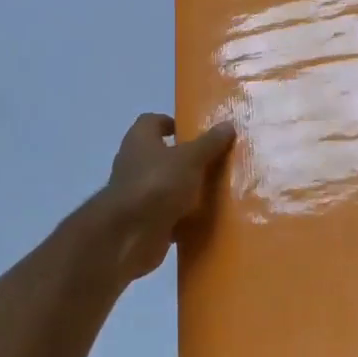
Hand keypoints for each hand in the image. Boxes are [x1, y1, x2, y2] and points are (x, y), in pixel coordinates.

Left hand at [100, 113, 235, 279]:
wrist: (129, 235)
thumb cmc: (158, 184)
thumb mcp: (190, 158)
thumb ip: (209, 143)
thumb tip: (228, 124)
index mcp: (140, 140)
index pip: (152, 121)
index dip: (171, 123)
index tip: (195, 131)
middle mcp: (134, 163)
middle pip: (160, 154)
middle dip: (184, 157)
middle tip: (213, 160)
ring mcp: (136, 194)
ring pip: (165, 185)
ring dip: (184, 187)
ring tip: (215, 189)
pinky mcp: (143, 220)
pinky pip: (167, 213)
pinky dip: (182, 215)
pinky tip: (204, 217)